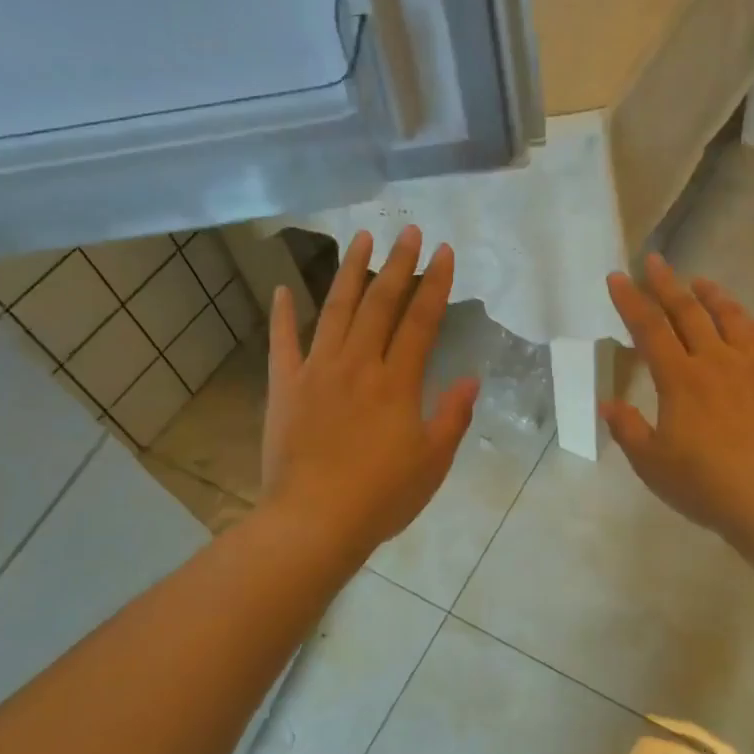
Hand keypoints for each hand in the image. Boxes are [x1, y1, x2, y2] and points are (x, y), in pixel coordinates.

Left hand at [262, 227, 478, 557]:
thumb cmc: (381, 496)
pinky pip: (282, 342)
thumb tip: (471, 378)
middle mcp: (358, 364)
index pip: (421, 321)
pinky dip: (282, 314)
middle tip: (410, 231)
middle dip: (398, 264)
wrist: (313, 521)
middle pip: (380, 303)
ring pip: (335, 310)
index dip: (435, 283)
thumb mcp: (432, 462)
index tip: (444, 251)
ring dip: (349, 272)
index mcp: (397, 382)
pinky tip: (282, 288)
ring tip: (361, 239)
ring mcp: (317, 371)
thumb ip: (453, 416)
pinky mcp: (285, 386)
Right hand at [602, 255, 753, 550]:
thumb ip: (628, 430)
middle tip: (654, 260)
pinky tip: (743, 319)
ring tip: (698, 281)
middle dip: (666, 284)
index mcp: (679, 379)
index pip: (649, 328)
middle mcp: (714, 360)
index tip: (617, 277)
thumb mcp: (652, 464)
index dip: (630, 301)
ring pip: (728, 316)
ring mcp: (752, 365)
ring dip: (709, 294)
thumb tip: (607, 404)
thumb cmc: (706, 485)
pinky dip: (747, 319)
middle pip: (687, 311)